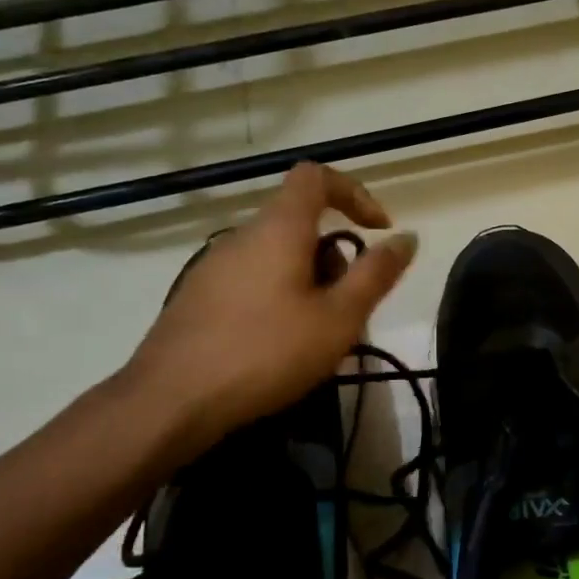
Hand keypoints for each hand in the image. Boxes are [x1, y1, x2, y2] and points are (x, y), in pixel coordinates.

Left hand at [122, 162, 414, 459]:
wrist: (171, 401)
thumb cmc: (266, 353)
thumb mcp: (339, 318)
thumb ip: (376, 274)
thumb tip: (407, 237)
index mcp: (278, 229)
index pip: (316, 177)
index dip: (355, 193)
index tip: (380, 229)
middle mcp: (242, 237)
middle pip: (301, 224)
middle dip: (337, 259)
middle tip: (350, 309)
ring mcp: (214, 267)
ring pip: (278, 257)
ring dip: (311, 283)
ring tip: (319, 336)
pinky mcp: (198, 298)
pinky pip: (254, 281)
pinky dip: (281, 298)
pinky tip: (280, 347)